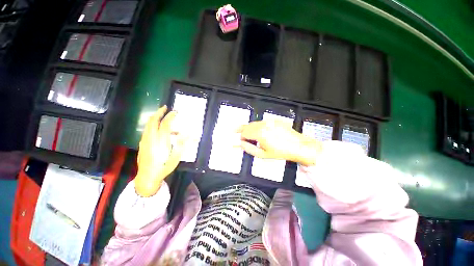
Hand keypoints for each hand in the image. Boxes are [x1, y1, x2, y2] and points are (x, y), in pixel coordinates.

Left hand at [135, 106, 185, 196]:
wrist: (147, 177)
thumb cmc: (163, 167)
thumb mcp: (176, 158)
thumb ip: (182, 145)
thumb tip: (190, 135)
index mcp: (160, 142)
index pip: (165, 124)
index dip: (170, 117)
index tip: (176, 112)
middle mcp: (151, 139)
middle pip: (152, 121)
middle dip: (159, 112)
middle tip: (165, 107)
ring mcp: (145, 141)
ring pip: (148, 124)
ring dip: (155, 117)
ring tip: (163, 116)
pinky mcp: (142, 143)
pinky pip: (147, 129)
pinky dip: (152, 124)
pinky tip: (159, 129)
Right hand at [237, 120, 321, 165]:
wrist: (298, 146)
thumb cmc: (280, 152)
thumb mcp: (262, 154)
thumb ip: (249, 149)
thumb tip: (239, 144)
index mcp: (260, 133)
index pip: (244, 132)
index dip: (241, 137)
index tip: (241, 141)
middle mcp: (263, 124)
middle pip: (247, 126)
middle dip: (243, 131)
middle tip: (237, 133)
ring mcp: (270, 121)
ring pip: (254, 123)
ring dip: (250, 128)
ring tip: (250, 135)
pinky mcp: (275, 120)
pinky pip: (262, 122)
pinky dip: (258, 126)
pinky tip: (261, 132)